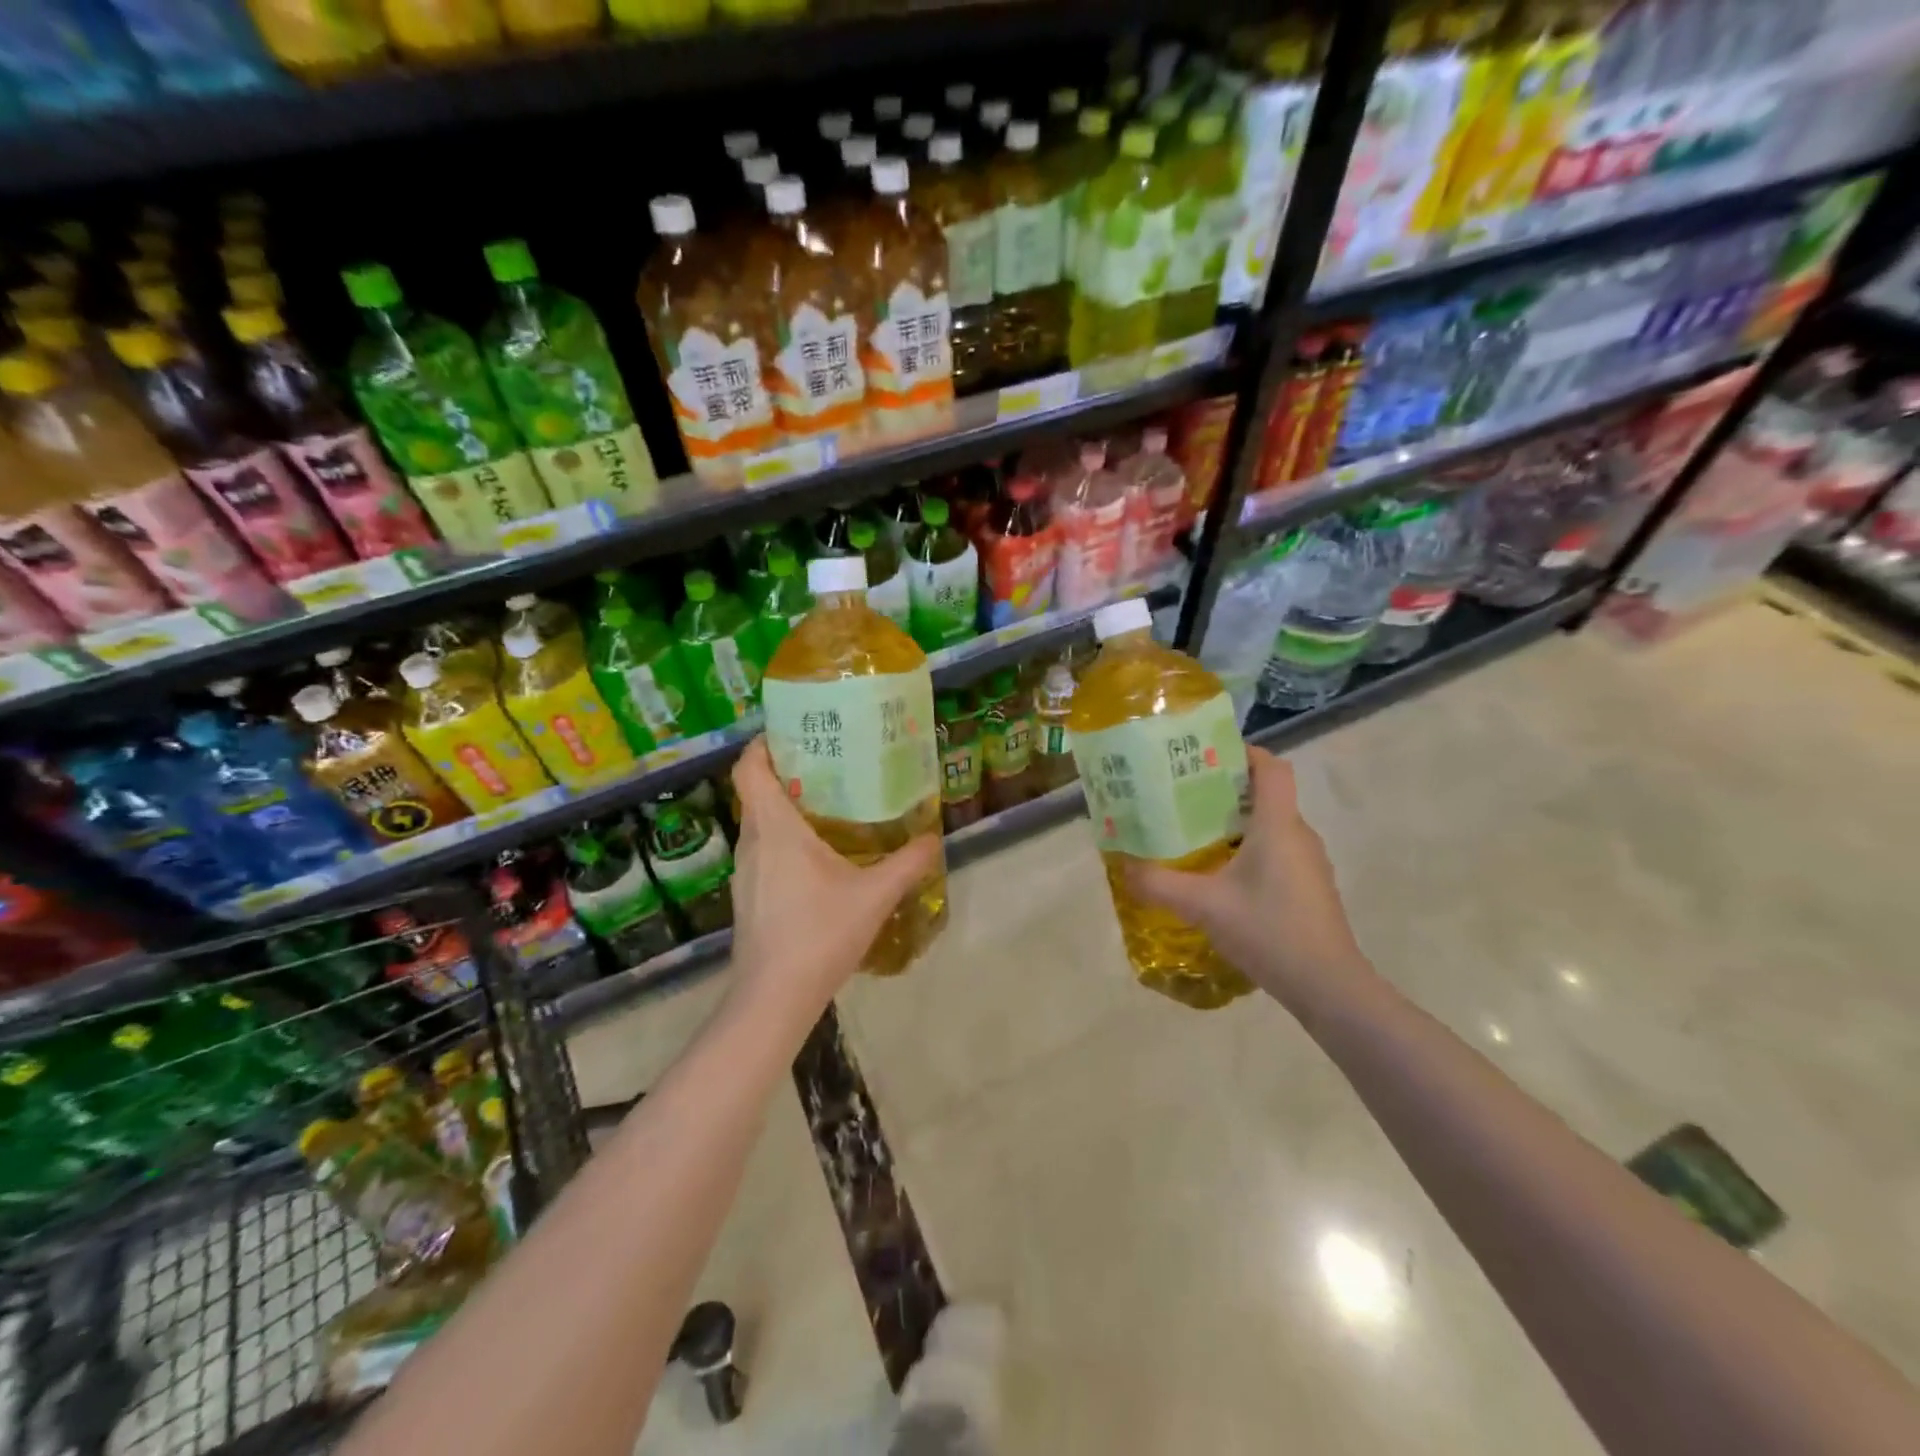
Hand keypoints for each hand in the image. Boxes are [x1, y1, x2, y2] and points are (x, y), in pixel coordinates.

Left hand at [725, 738, 942, 1027]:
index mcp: (774, 828)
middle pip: (757, 790)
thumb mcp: (874, 895)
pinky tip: (820, 856)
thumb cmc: (819, 934)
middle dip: (789, 771)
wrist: (773, 997)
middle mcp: (752, 841)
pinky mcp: (749, 894)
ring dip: (789, 806)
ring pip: (761, 822)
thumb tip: (935, 838)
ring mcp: (746, 870)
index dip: (764, 743)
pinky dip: (786, 837)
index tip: (794, 731)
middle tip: (832, 763)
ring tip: (832, 804)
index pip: (749, 768)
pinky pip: (764, 848)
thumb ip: (908, 863)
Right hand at [1126, 747, 1372, 1013]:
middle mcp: (1298, 835)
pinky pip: (1276, 853)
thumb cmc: (1268, 930)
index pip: (1271, 768)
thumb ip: (1159, 884)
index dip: (1244, 752)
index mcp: (1278, 825)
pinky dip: (1248, 851)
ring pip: (1270, 827)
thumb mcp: (1203, 905)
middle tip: (1182, 796)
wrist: (1328, 987)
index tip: (1207, 755)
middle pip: (1265, 795)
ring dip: (1235, 824)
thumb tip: (1123, 866)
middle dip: (1225, 791)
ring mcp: (1309, 863)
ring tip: (1193, 834)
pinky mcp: (1309, 888)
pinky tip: (1220, 877)